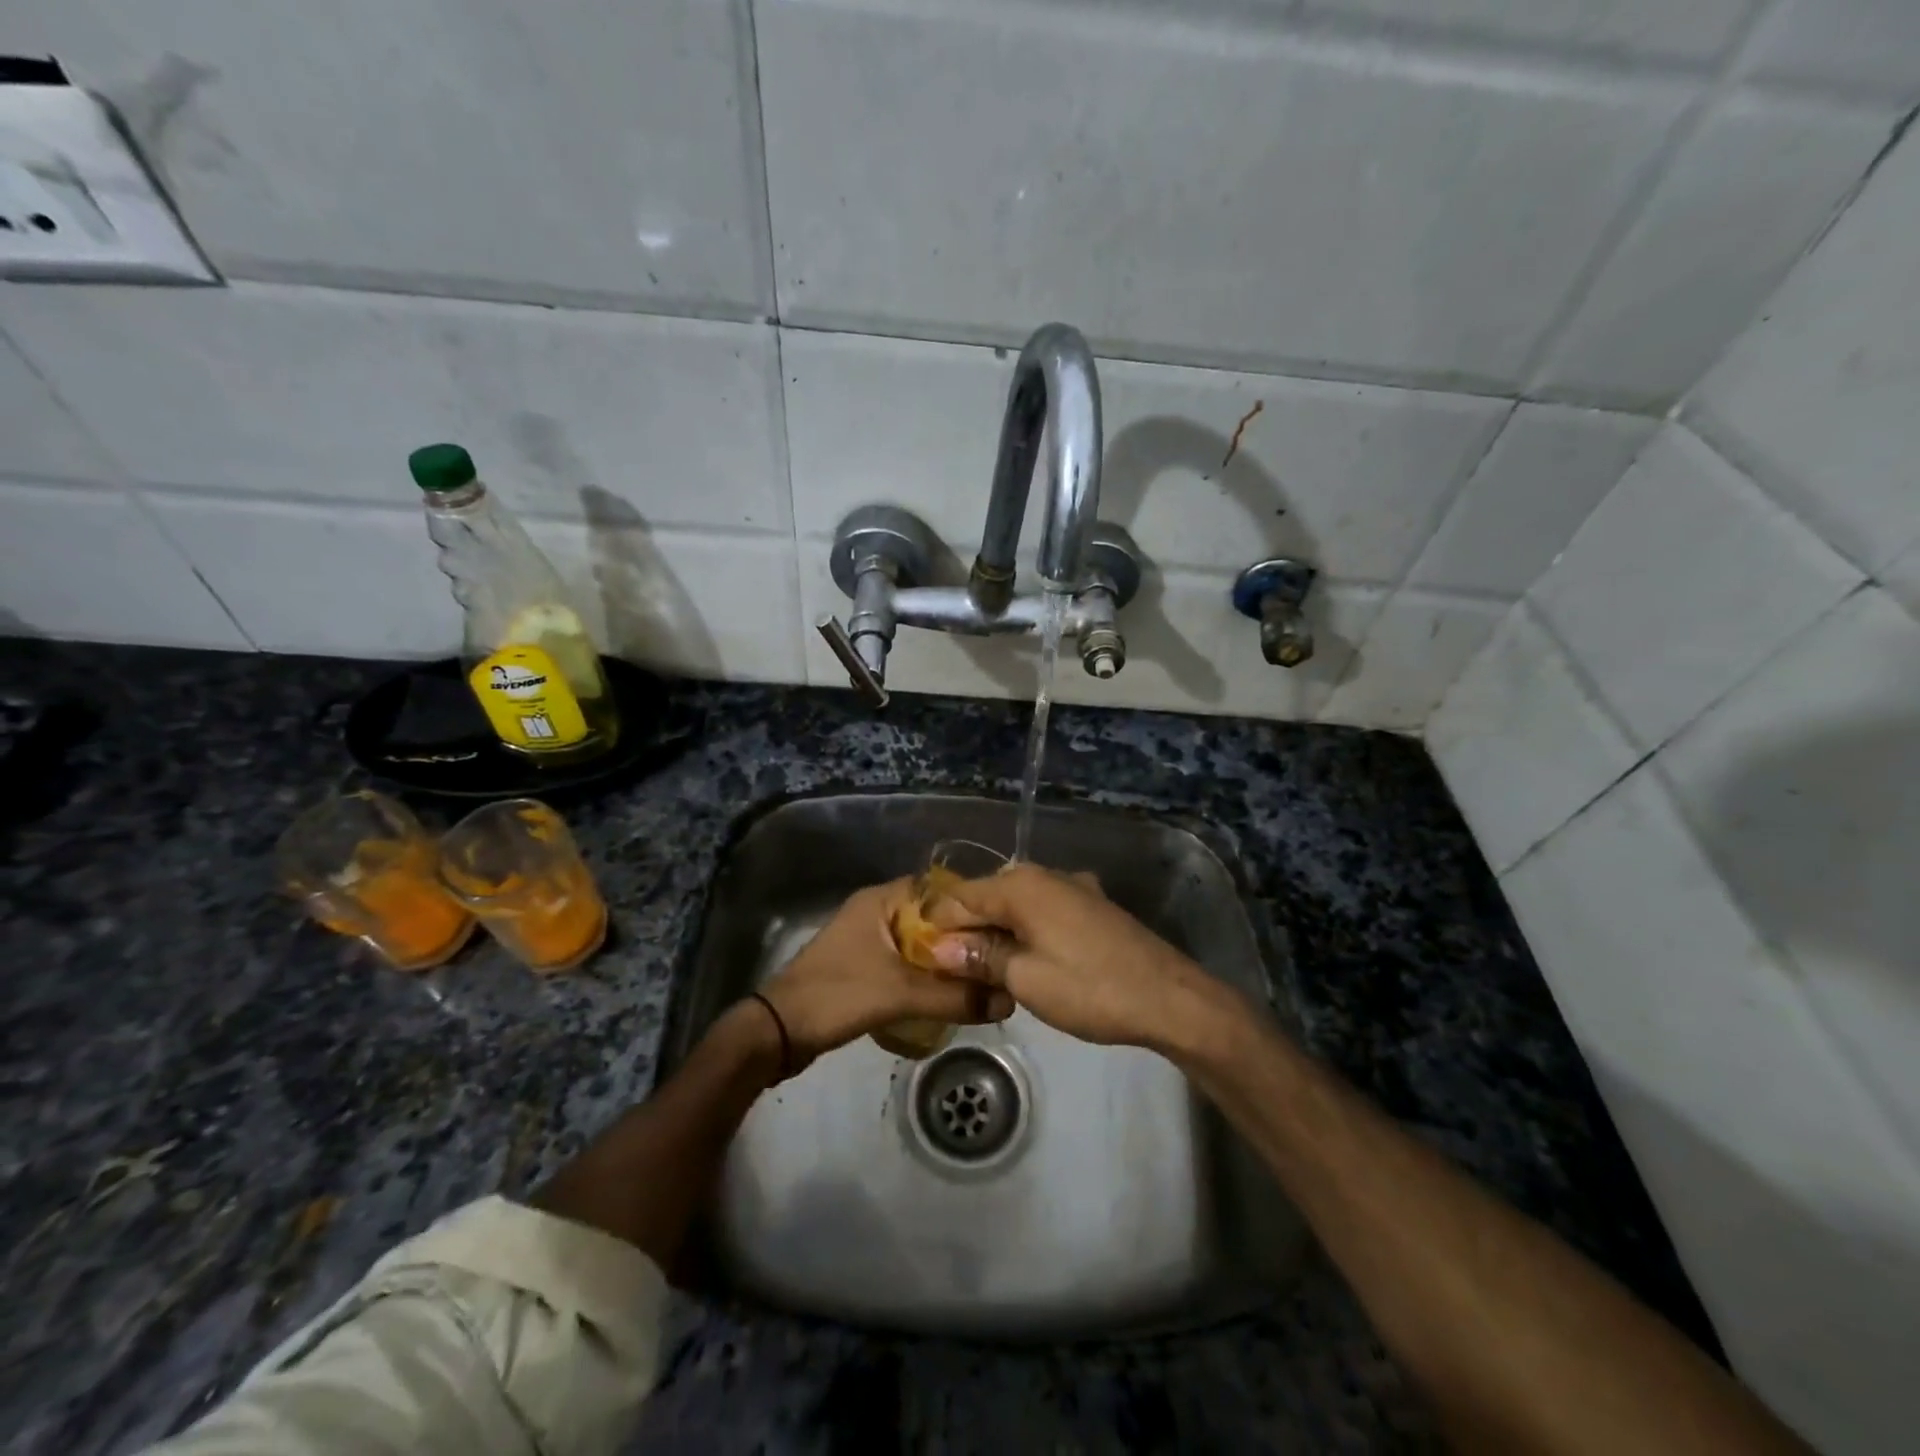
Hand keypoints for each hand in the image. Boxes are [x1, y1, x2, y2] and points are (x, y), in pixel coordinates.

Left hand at [755, 879, 1012, 1073]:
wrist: (779, 1032)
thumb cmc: (837, 995)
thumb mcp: (900, 994)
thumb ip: (953, 997)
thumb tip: (1008, 1002)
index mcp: (881, 900)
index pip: (939, 890)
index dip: (971, 906)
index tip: (1002, 928)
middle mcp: (876, 911)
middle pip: (932, 918)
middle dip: (963, 938)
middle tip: (998, 958)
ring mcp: (868, 938)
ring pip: (919, 943)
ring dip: (945, 960)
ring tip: (981, 977)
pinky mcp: (864, 965)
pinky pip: (906, 962)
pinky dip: (927, 974)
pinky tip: (949, 993)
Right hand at [925, 863, 1230, 1053]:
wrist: (1169, 998)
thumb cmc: (1090, 988)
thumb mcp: (1025, 978)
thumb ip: (980, 956)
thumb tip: (939, 946)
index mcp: (1021, 884)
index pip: (960, 897)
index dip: (937, 925)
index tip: (922, 957)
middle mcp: (1044, 874)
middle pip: (988, 896)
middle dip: (967, 929)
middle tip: (952, 970)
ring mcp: (1072, 887)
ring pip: (1016, 904)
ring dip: (997, 932)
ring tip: (984, 970)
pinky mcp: (1092, 905)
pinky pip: (1043, 911)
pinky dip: (1026, 931)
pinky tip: (1025, 958)